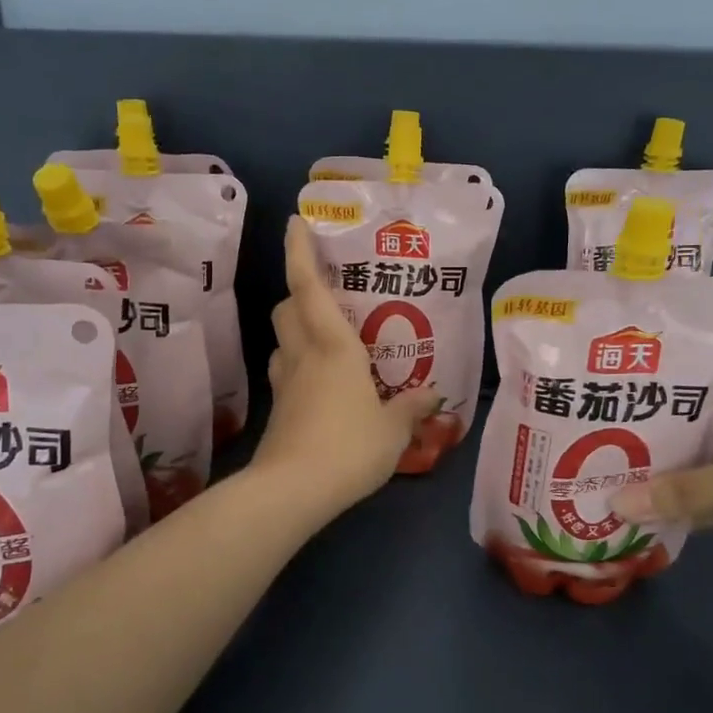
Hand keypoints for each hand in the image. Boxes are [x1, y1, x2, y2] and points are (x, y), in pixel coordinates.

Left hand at [253, 217, 440, 516]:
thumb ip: (413, 407)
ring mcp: (285, 383)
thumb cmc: (349, 446)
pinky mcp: (278, 410)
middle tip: (326, 292)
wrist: (292, 490)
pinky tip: (320, 382)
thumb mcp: (393, 429)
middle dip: (298, 291)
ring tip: (325, 336)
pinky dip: (299, 364)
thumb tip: (435, 394)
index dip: (299, 251)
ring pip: (282, 340)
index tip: (295, 223)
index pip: (308, 287)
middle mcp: (302, 355)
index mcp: (333, 346)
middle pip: (287, 308)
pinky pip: (286, 372)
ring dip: (296, 328)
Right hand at [609, 353, 712, 592]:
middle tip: (606, 459)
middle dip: (665, 444)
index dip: (654, 406)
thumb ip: (687, 493)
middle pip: (709, 417)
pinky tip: (672, 506)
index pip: (701, 383)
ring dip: (687, 472)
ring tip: (627, 483)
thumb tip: (613, 506)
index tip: (606, 424)